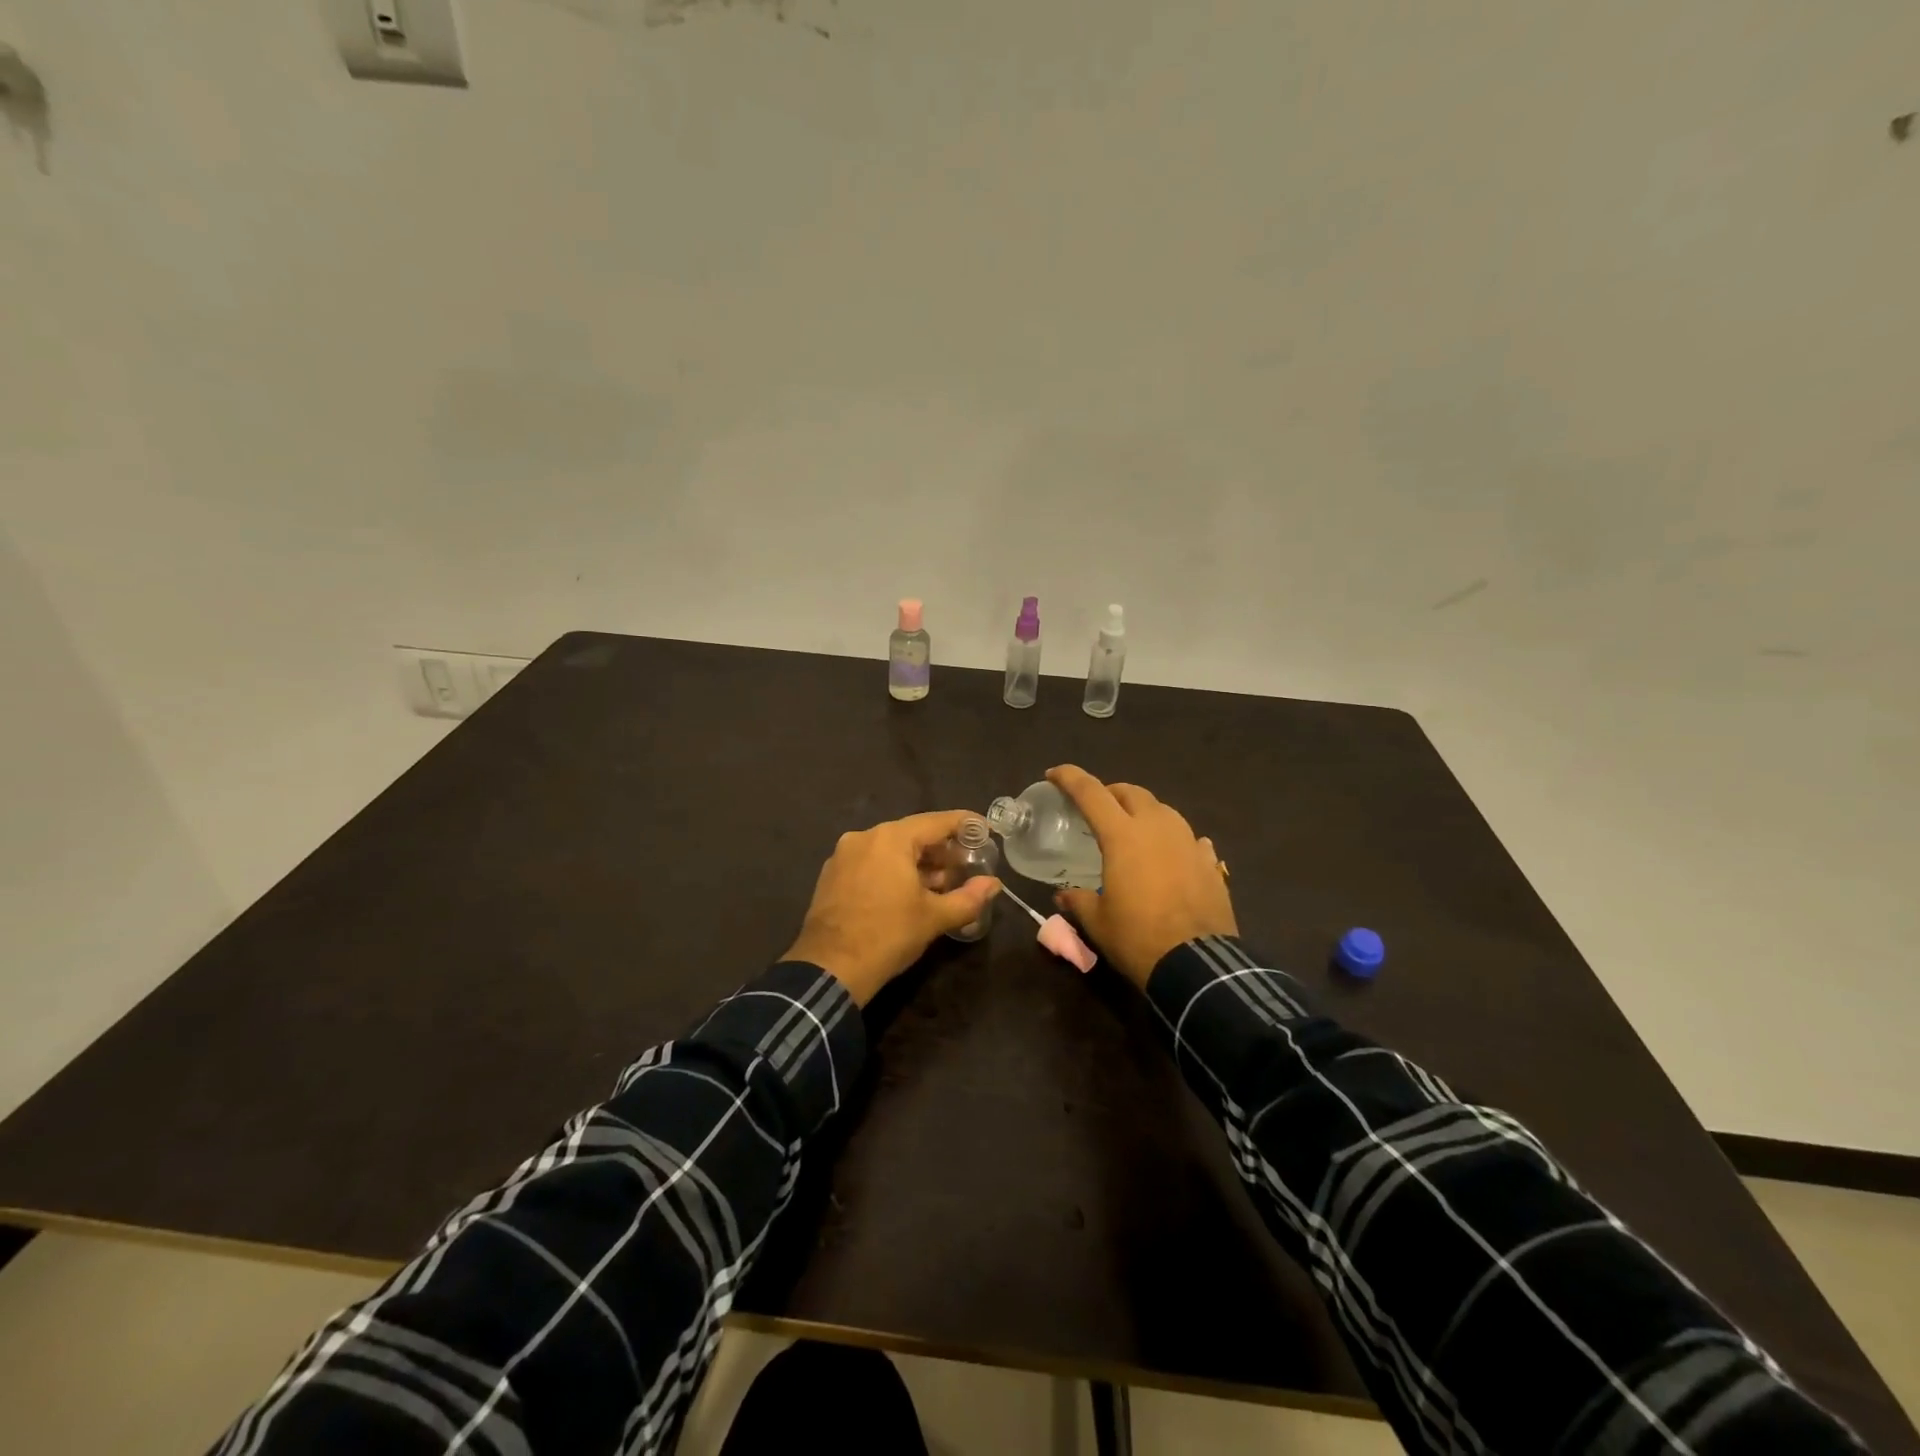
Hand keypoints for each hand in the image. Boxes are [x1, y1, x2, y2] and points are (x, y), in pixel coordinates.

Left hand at [783, 810, 1002, 1005]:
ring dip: (918, 863)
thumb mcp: (934, 917)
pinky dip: (893, 872)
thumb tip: (994, 884)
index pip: (936, 822)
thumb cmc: (887, 935)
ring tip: (942, 884)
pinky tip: (908, 893)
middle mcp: (864, 837)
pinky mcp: (832, 876)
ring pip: (890, 850)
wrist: (830, 969)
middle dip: (941, 849)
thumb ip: (968, 898)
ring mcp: (844, 856)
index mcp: (891, 838)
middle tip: (966, 865)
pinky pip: (871, 863)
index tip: (985, 829)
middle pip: (912, 835)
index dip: (964, 824)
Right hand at [1048, 765, 1235, 988]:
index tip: (1053, 775)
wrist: (1198, 966)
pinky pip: (1189, 838)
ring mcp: (1188, 842)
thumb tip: (1063, 895)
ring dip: (1143, 811)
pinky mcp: (1209, 862)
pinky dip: (1173, 840)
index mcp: (1123, 836)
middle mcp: (1157, 828)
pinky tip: (1171, 855)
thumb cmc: (1138, 938)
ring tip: (1133, 830)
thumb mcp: (1098, 922)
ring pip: (1163, 810)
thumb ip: (1078, 900)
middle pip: (1131, 792)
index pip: (1091, 792)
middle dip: (1110, 793)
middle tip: (1096, 808)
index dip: (1069, 778)